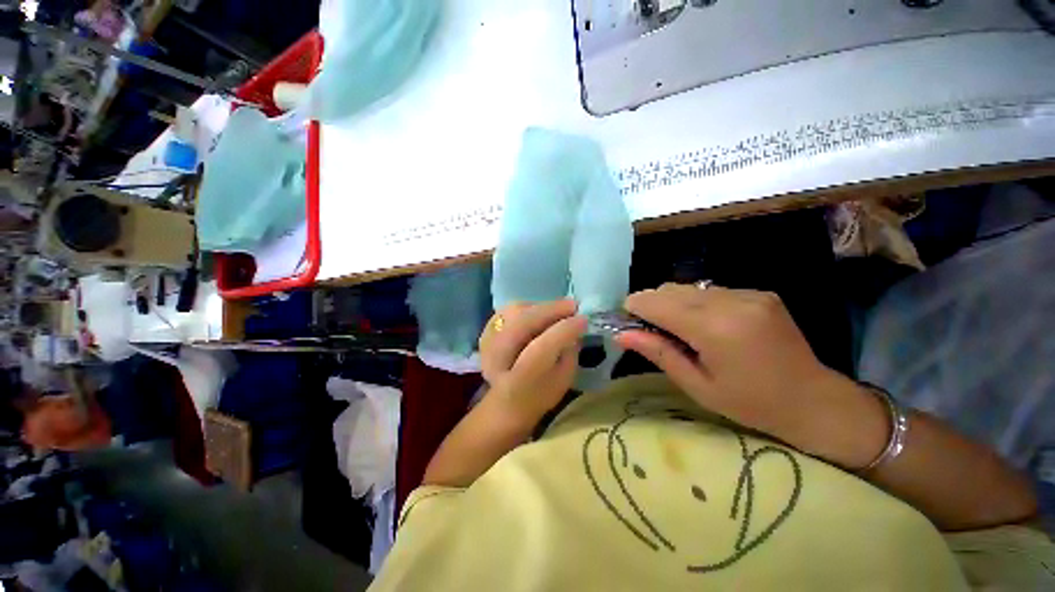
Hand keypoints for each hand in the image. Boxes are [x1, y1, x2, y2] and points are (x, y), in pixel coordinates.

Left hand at [479, 300, 586, 425]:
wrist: (506, 402)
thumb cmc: (541, 393)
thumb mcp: (563, 379)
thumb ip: (569, 352)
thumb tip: (574, 327)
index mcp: (521, 379)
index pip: (543, 347)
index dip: (564, 330)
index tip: (583, 319)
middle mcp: (499, 360)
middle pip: (522, 324)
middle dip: (550, 310)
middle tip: (572, 305)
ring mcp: (487, 345)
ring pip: (513, 313)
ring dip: (538, 307)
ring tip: (557, 309)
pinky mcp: (484, 334)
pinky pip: (506, 311)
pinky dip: (525, 308)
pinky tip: (539, 312)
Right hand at [616, 284, 884, 461]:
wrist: (815, 401)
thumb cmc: (750, 403)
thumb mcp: (697, 385)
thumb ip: (658, 352)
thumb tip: (621, 334)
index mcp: (714, 329)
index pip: (657, 303)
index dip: (635, 307)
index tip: (626, 320)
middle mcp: (731, 301)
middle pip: (670, 289)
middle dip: (651, 303)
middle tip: (648, 328)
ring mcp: (748, 293)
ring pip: (689, 286)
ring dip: (672, 302)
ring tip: (676, 328)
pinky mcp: (759, 292)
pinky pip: (711, 290)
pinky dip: (695, 302)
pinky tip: (703, 324)